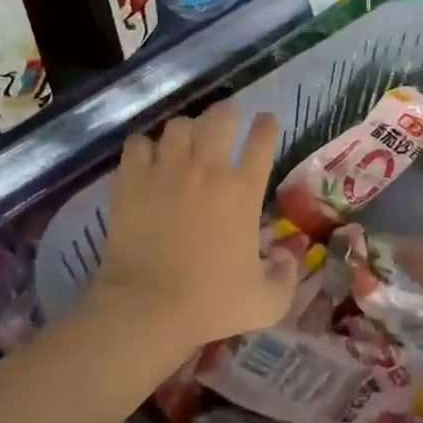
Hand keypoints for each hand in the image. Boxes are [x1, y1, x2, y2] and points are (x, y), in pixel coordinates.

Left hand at [90, 103, 300, 358]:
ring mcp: (166, 169)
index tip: (266, 122)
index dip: (267, 125)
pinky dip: (145, 147)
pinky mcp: (132, 179)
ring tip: (185, 142)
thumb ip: (287, 275)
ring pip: (179, 125)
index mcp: (243, 191)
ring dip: (186, 130)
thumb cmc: (210, 304)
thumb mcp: (267, 302)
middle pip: (221, 116)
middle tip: (226, 124)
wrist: (147, 308)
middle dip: (227, 114)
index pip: (263, 139)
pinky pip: (138, 143)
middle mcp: (208, 169)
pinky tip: (147, 159)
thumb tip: (290, 255)